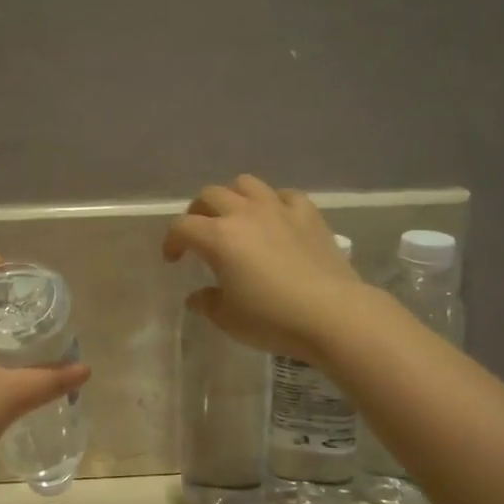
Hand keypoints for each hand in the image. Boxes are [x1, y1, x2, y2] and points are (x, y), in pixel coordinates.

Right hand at [162, 174, 362, 361]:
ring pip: (246, 184)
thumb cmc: (272, 319)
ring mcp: (278, 209)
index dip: (171, 242)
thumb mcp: (228, 319)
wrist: (332, 314)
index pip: (182, 227)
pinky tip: (276, 220)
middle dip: (198, 212)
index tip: (173, 260)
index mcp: (218, 237)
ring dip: (234, 197)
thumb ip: (207, 303)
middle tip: (200, 235)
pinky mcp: (308, 214)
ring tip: (236, 218)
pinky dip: (274, 203)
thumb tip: (197, 297)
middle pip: (210, 195)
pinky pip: (284, 195)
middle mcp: (244, 213)